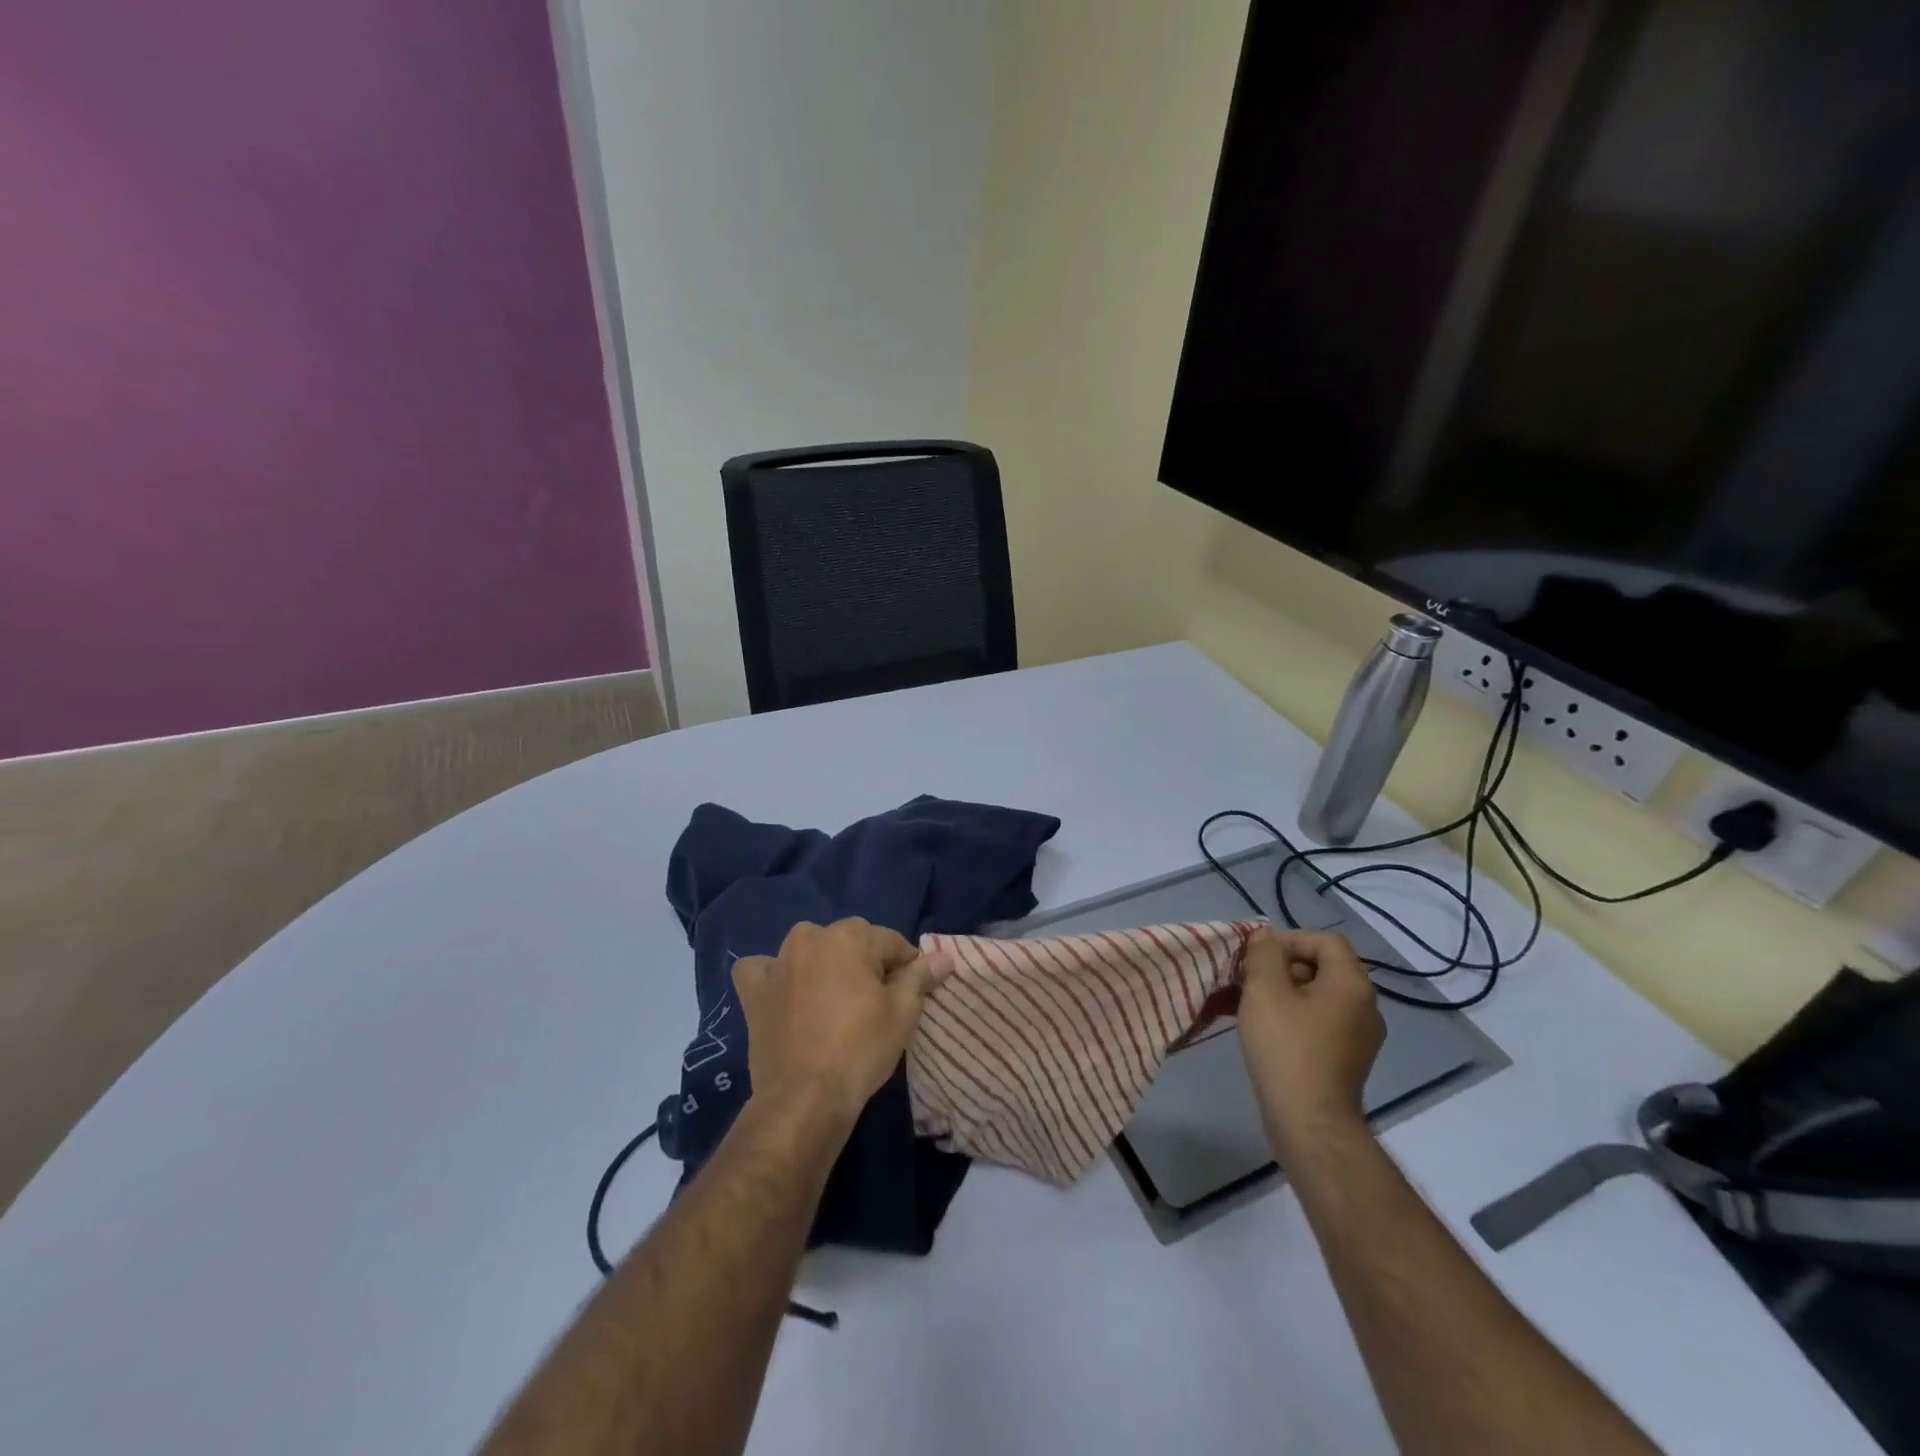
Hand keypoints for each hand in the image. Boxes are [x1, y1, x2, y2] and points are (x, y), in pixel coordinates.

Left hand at [732, 918, 944, 1132]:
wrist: (804, 1098)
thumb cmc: (861, 1049)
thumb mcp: (902, 1013)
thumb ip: (920, 977)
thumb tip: (943, 957)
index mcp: (850, 936)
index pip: (891, 941)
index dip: (906, 966)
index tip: (911, 993)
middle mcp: (811, 938)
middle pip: (850, 942)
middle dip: (865, 963)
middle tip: (874, 1003)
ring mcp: (778, 963)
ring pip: (809, 949)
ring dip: (822, 963)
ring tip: (834, 999)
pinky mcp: (753, 991)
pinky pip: (762, 970)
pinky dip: (772, 975)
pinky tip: (783, 992)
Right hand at [1236, 928, 1384, 1153]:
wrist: (1309, 1122)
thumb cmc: (1286, 1048)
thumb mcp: (1264, 990)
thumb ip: (1264, 954)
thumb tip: (1266, 937)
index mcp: (1352, 984)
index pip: (1326, 941)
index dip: (1290, 940)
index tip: (1258, 957)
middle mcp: (1365, 1006)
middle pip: (1323, 967)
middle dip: (1283, 966)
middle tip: (1250, 980)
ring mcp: (1360, 1037)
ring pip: (1319, 996)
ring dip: (1285, 993)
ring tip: (1251, 1006)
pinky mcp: (1348, 1060)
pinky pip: (1321, 1022)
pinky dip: (1294, 1017)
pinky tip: (1266, 1031)